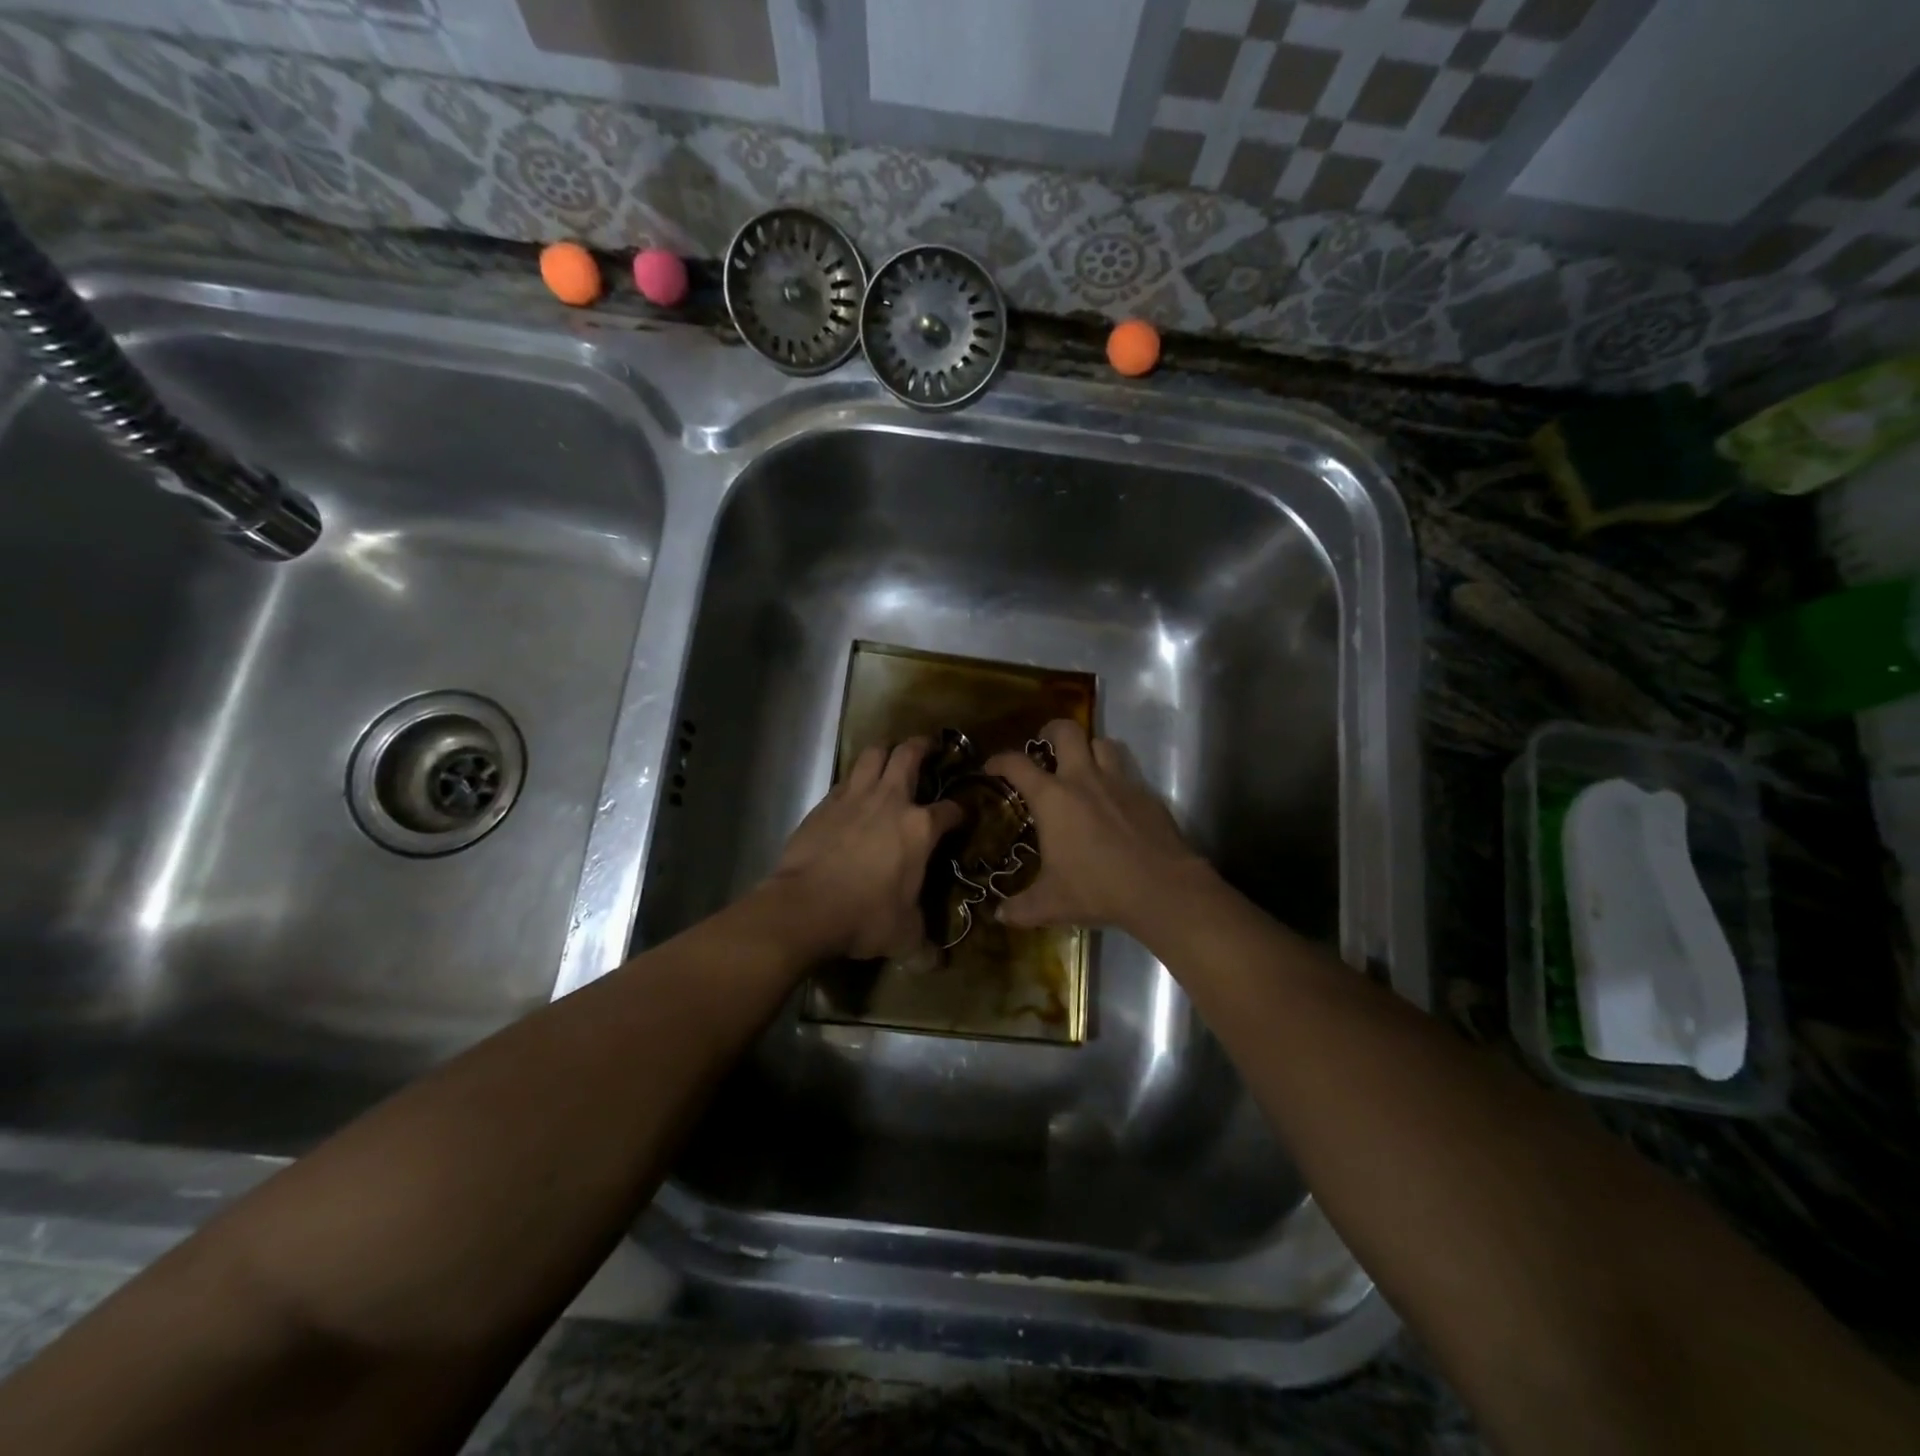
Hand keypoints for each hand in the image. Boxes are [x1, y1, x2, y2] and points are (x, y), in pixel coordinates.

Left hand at [762, 738, 964, 960]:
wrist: (805, 907)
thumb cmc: (864, 917)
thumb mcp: (903, 937)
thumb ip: (924, 946)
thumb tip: (939, 965)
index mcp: (919, 828)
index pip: (950, 810)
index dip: (960, 811)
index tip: (961, 816)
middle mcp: (891, 801)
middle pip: (909, 755)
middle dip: (922, 746)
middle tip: (928, 747)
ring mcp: (854, 797)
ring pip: (873, 755)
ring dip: (885, 751)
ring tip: (890, 757)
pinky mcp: (825, 803)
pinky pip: (845, 779)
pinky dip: (855, 779)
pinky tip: (854, 792)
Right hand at [984, 720, 1212, 932]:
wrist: (1161, 888)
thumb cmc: (1097, 889)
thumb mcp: (1051, 904)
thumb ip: (1021, 908)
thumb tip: (999, 916)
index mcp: (1053, 798)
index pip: (1017, 764)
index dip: (1000, 760)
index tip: (992, 767)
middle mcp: (1084, 779)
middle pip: (1067, 731)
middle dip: (1052, 730)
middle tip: (1045, 744)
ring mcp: (1120, 783)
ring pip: (1103, 744)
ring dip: (1090, 749)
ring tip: (1083, 766)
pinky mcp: (1147, 795)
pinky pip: (1128, 774)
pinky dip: (1117, 779)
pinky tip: (1115, 803)